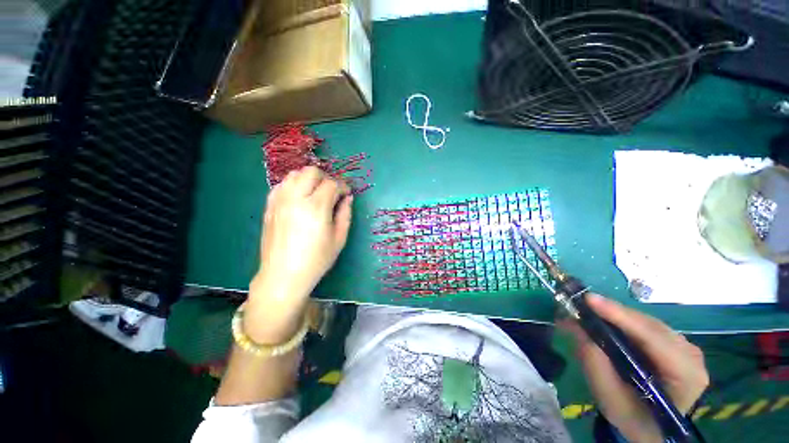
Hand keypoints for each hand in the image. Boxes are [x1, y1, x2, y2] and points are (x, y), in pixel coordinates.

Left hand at [246, 166, 352, 343]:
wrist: (283, 275)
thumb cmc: (316, 259)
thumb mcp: (339, 238)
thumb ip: (345, 214)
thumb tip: (348, 198)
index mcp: (316, 207)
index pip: (332, 184)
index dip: (343, 186)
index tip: (346, 194)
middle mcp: (296, 198)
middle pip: (311, 172)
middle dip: (326, 178)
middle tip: (332, 192)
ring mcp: (279, 200)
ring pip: (294, 174)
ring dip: (309, 179)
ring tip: (315, 193)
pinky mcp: (269, 206)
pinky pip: (281, 184)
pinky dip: (293, 185)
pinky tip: (299, 198)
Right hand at [562, 294, 708, 442]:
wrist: (651, 429)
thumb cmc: (632, 418)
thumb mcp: (610, 397)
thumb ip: (594, 362)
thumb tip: (572, 324)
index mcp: (686, 375)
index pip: (653, 338)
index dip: (620, 316)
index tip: (588, 300)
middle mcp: (691, 355)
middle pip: (648, 325)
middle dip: (612, 314)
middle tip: (577, 306)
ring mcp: (685, 347)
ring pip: (645, 322)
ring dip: (614, 316)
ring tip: (585, 312)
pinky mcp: (674, 343)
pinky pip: (645, 325)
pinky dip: (621, 321)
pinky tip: (603, 321)